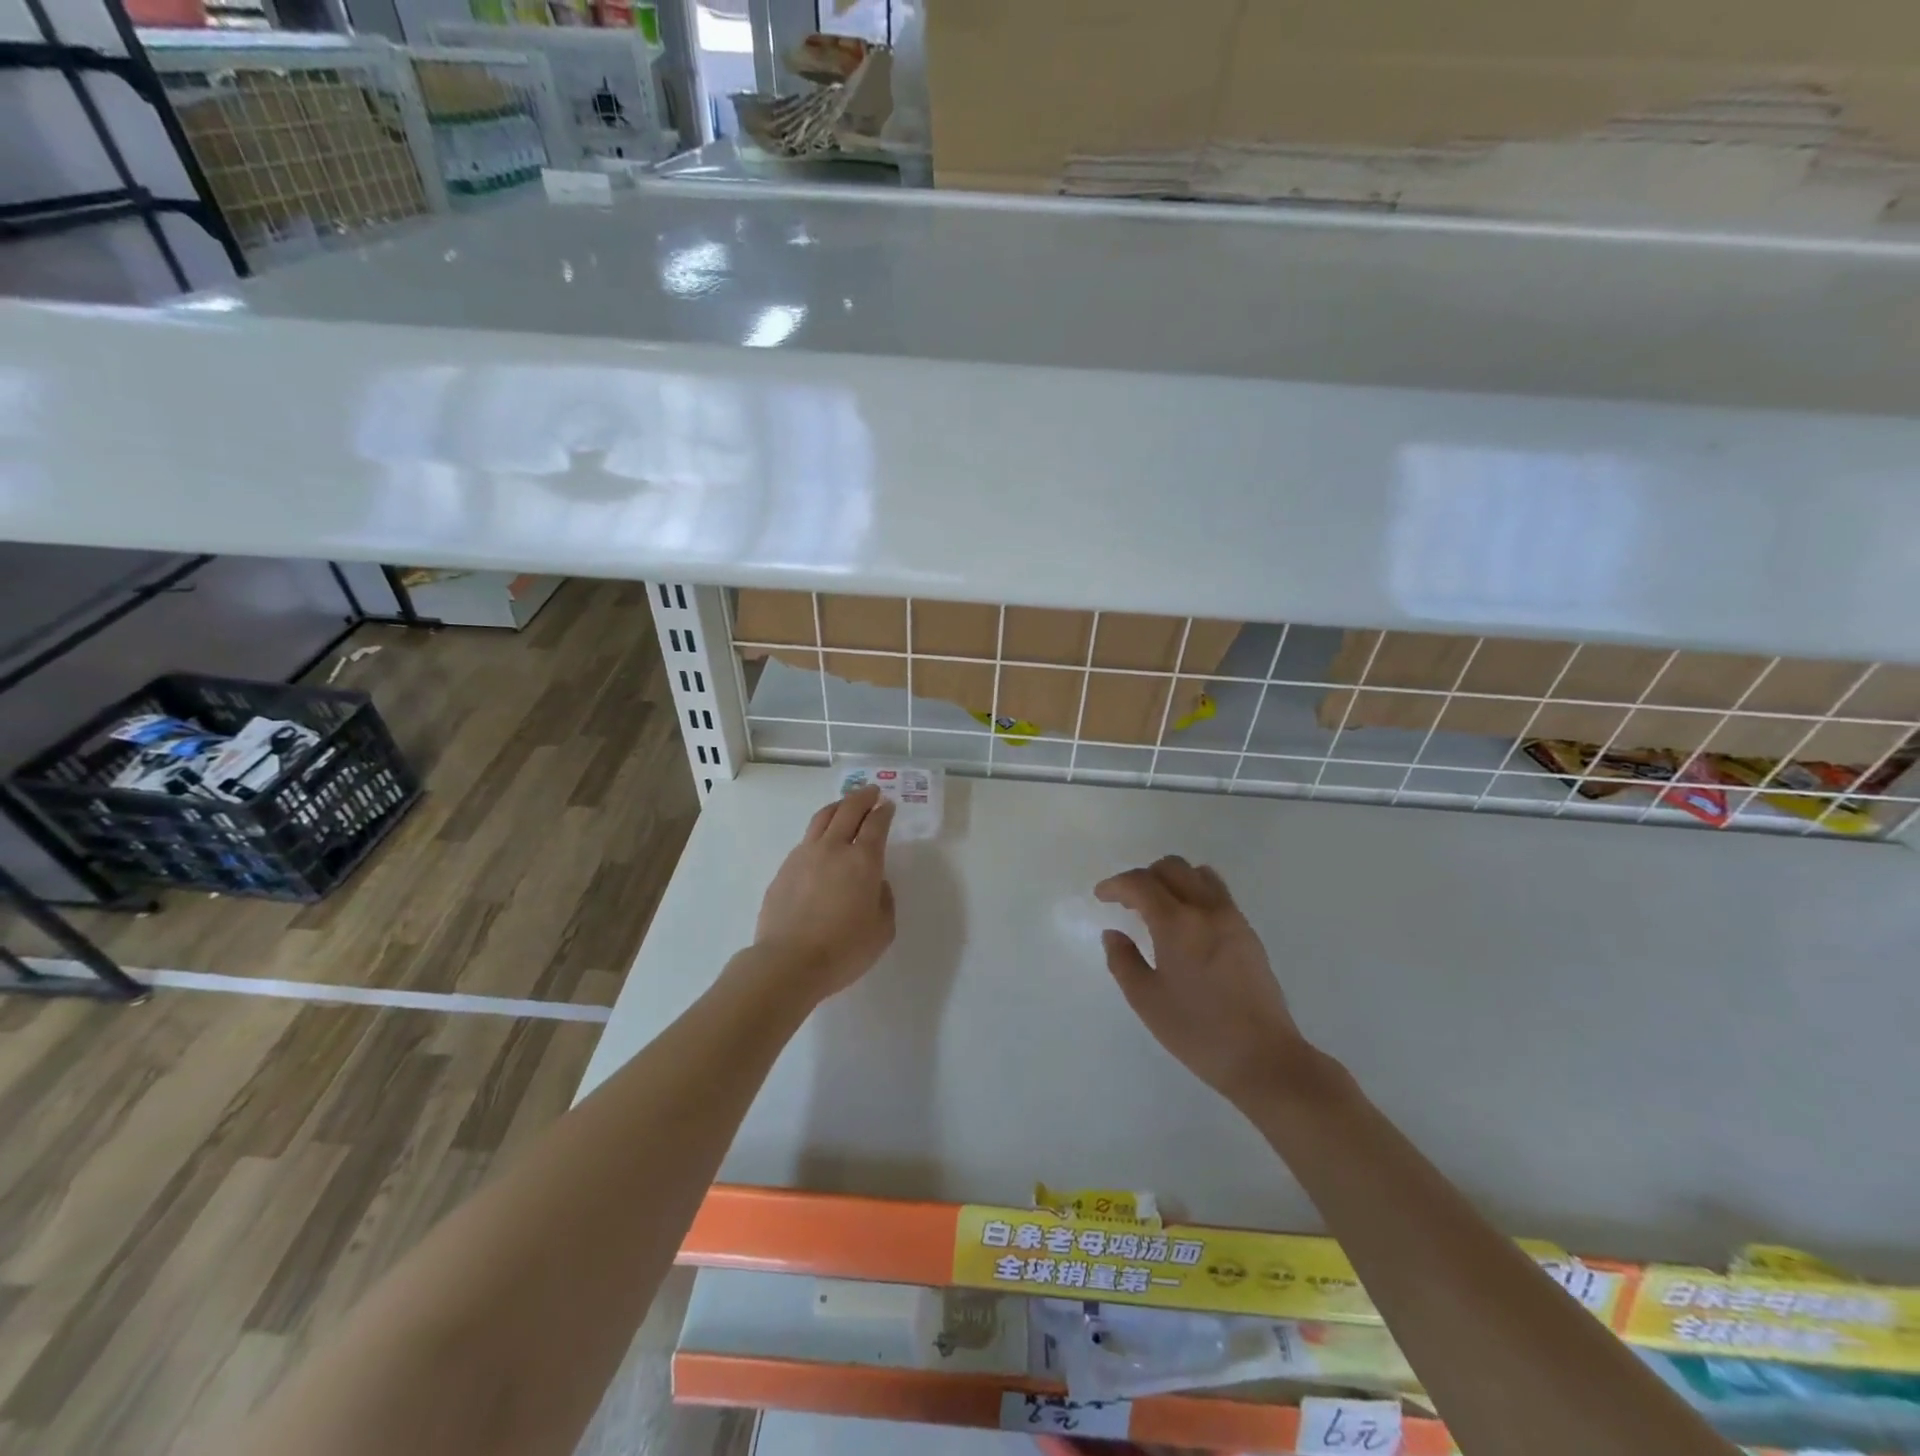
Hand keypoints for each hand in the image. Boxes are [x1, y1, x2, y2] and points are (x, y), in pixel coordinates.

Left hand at [752, 785, 896, 1001]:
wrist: (788, 962)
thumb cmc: (844, 949)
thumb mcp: (882, 929)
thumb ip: (884, 899)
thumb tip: (876, 883)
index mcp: (863, 860)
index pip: (876, 824)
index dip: (884, 811)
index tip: (888, 805)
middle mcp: (833, 848)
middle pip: (848, 810)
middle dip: (863, 797)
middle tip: (871, 792)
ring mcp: (804, 855)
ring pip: (822, 818)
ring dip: (838, 807)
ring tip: (845, 806)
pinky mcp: (784, 869)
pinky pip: (806, 840)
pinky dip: (819, 832)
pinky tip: (822, 843)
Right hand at [1096, 856, 1307, 1106]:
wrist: (1263, 1057)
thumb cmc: (1197, 1031)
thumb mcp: (1146, 1000)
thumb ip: (1123, 961)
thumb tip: (1113, 933)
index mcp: (1177, 923)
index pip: (1140, 883)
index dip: (1116, 885)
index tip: (1102, 896)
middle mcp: (1206, 909)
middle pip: (1172, 867)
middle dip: (1144, 876)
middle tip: (1127, 902)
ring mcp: (1232, 918)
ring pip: (1198, 874)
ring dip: (1172, 880)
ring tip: (1158, 907)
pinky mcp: (1248, 932)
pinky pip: (1217, 893)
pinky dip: (1194, 892)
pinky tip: (1186, 923)